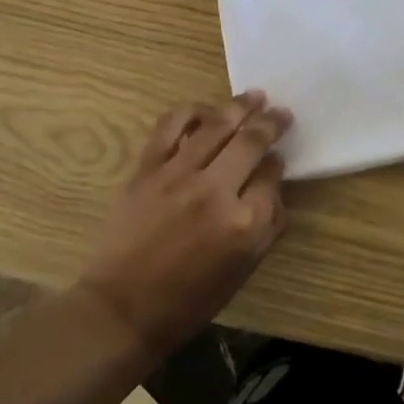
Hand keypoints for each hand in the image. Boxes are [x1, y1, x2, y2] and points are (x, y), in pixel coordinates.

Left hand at [79, 93, 292, 356]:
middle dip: (270, 123)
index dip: (278, 163)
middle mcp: (215, 191)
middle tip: (281, 111)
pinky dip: (190, 112)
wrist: (122, 307)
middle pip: (250, 142)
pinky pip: (171, 127)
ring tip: (253, 96)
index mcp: (244, 223)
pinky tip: (204, 111)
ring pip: (216, 126)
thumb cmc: (188, 300)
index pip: (272, 177)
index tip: (278, 157)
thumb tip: (274, 187)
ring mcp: (178, 175)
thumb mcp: (242, 272)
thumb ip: (267, 227)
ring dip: (239, 107)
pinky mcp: (147, 168)